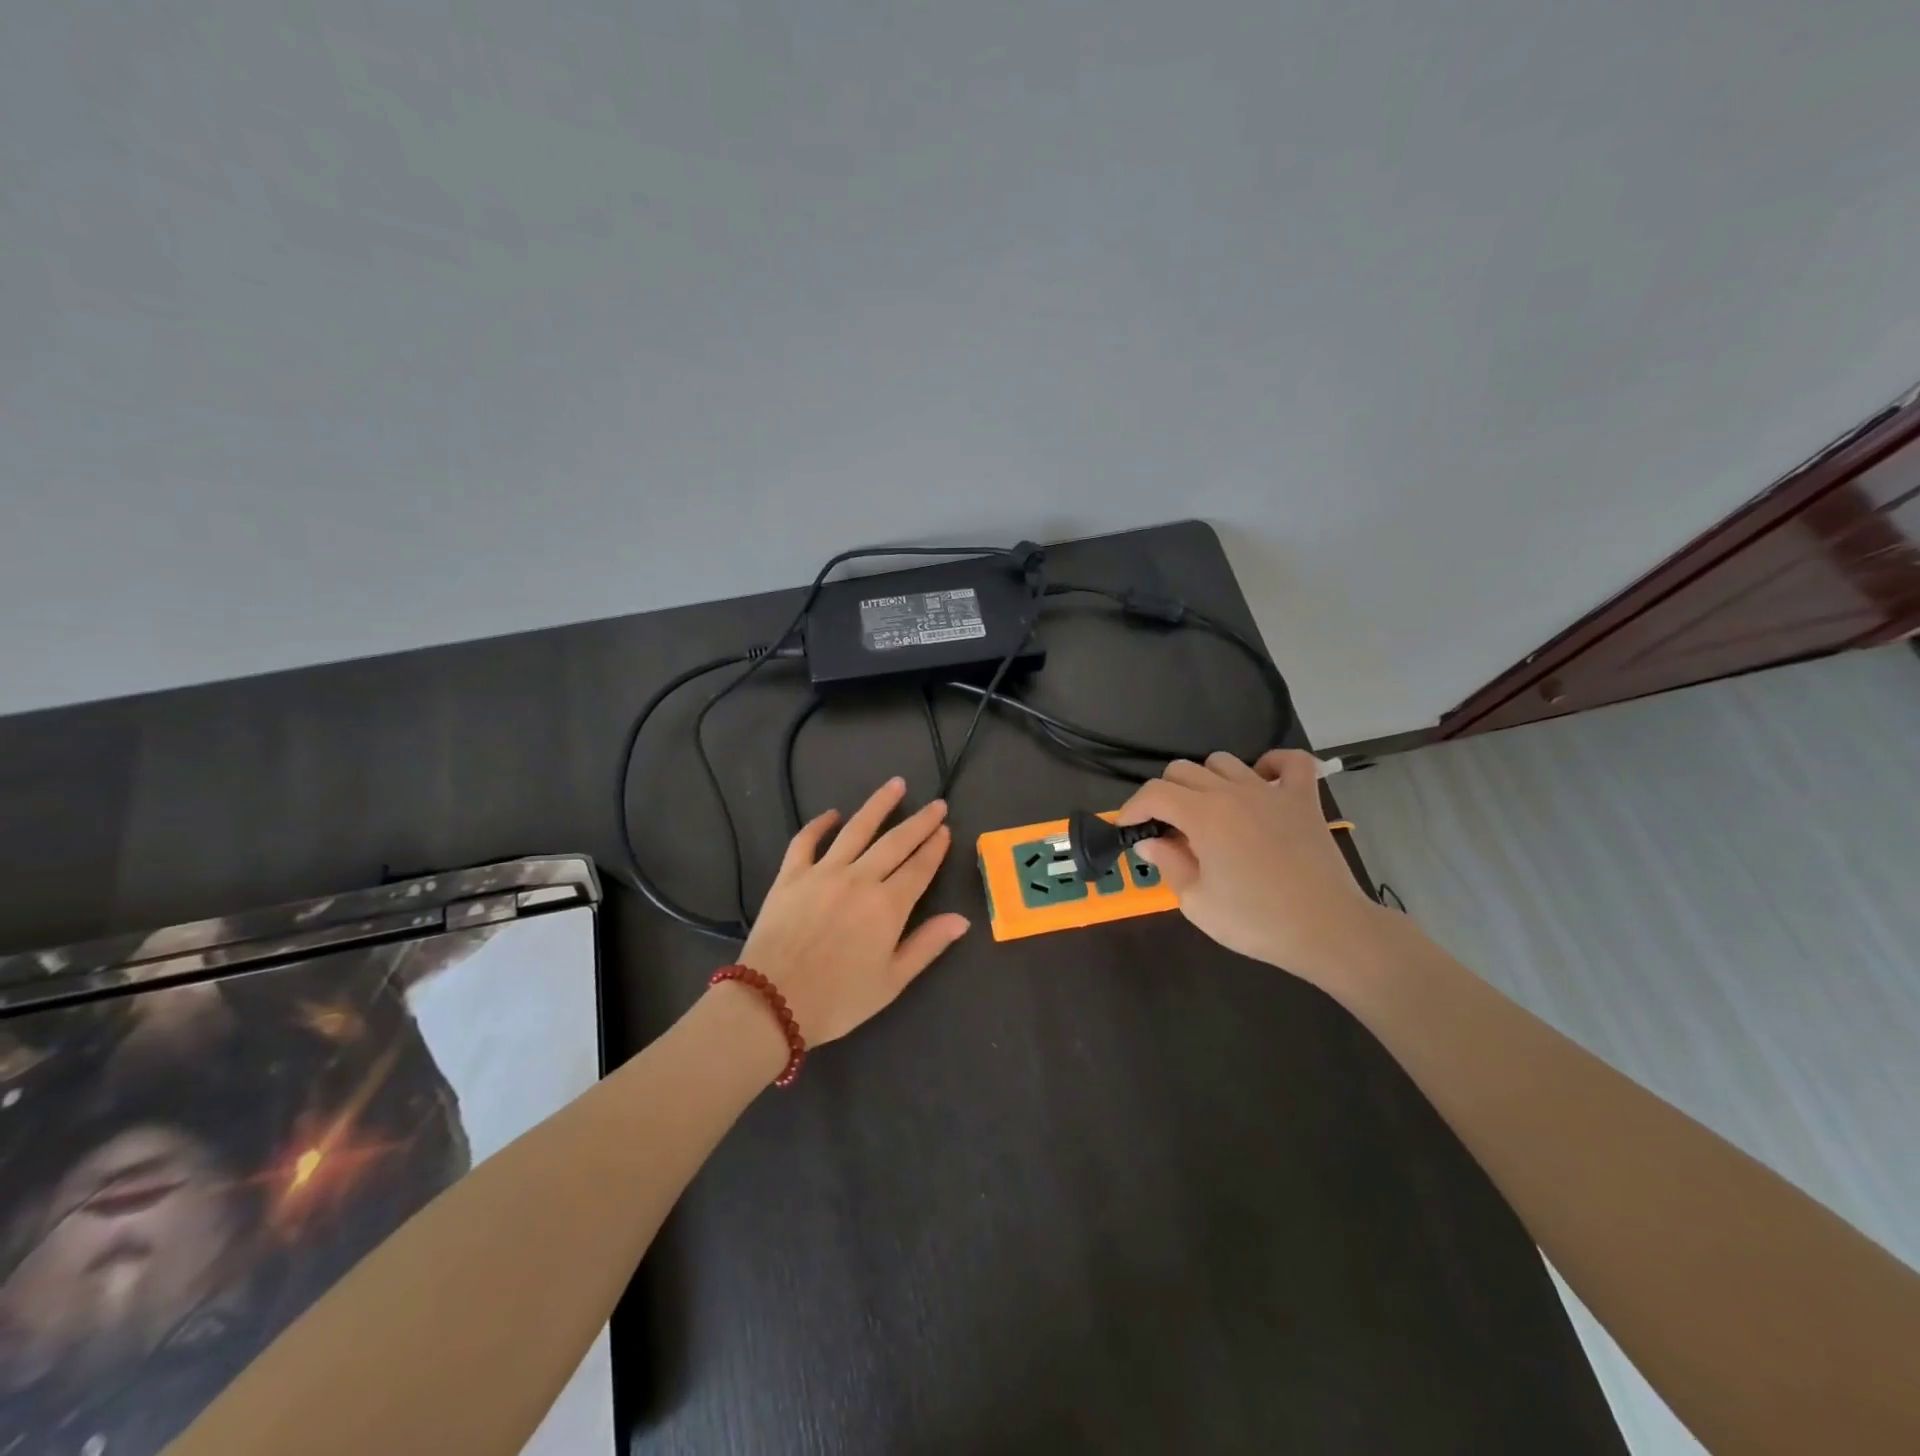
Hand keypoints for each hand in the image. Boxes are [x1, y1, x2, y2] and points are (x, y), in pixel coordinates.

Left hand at [737, 776, 970, 1046]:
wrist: (771, 1002)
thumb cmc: (838, 999)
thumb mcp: (891, 981)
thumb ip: (927, 945)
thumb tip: (962, 919)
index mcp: (888, 906)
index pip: (920, 868)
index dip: (935, 848)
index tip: (945, 829)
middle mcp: (860, 879)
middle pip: (896, 842)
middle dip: (919, 822)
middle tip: (936, 804)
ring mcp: (823, 872)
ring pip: (856, 829)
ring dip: (878, 805)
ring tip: (895, 784)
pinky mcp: (791, 875)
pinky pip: (806, 841)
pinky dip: (819, 824)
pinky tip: (832, 814)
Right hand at [1119, 750, 1386, 985]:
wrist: (1327, 931)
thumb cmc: (1256, 921)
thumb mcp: (1197, 902)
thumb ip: (1169, 864)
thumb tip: (1150, 840)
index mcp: (1203, 815)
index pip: (1154, 793)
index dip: (1133, 807)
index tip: (1128, 828)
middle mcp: (1233, 792)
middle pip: (1183, 770)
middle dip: (1164, 795)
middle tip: (1168, 828)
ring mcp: (1271, 791)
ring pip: (1224, 761)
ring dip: (1206, 781)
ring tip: (1209, 812)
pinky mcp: (1304, 799)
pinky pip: (1289, 761)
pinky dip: (1271, 764)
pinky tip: (1261, 783)